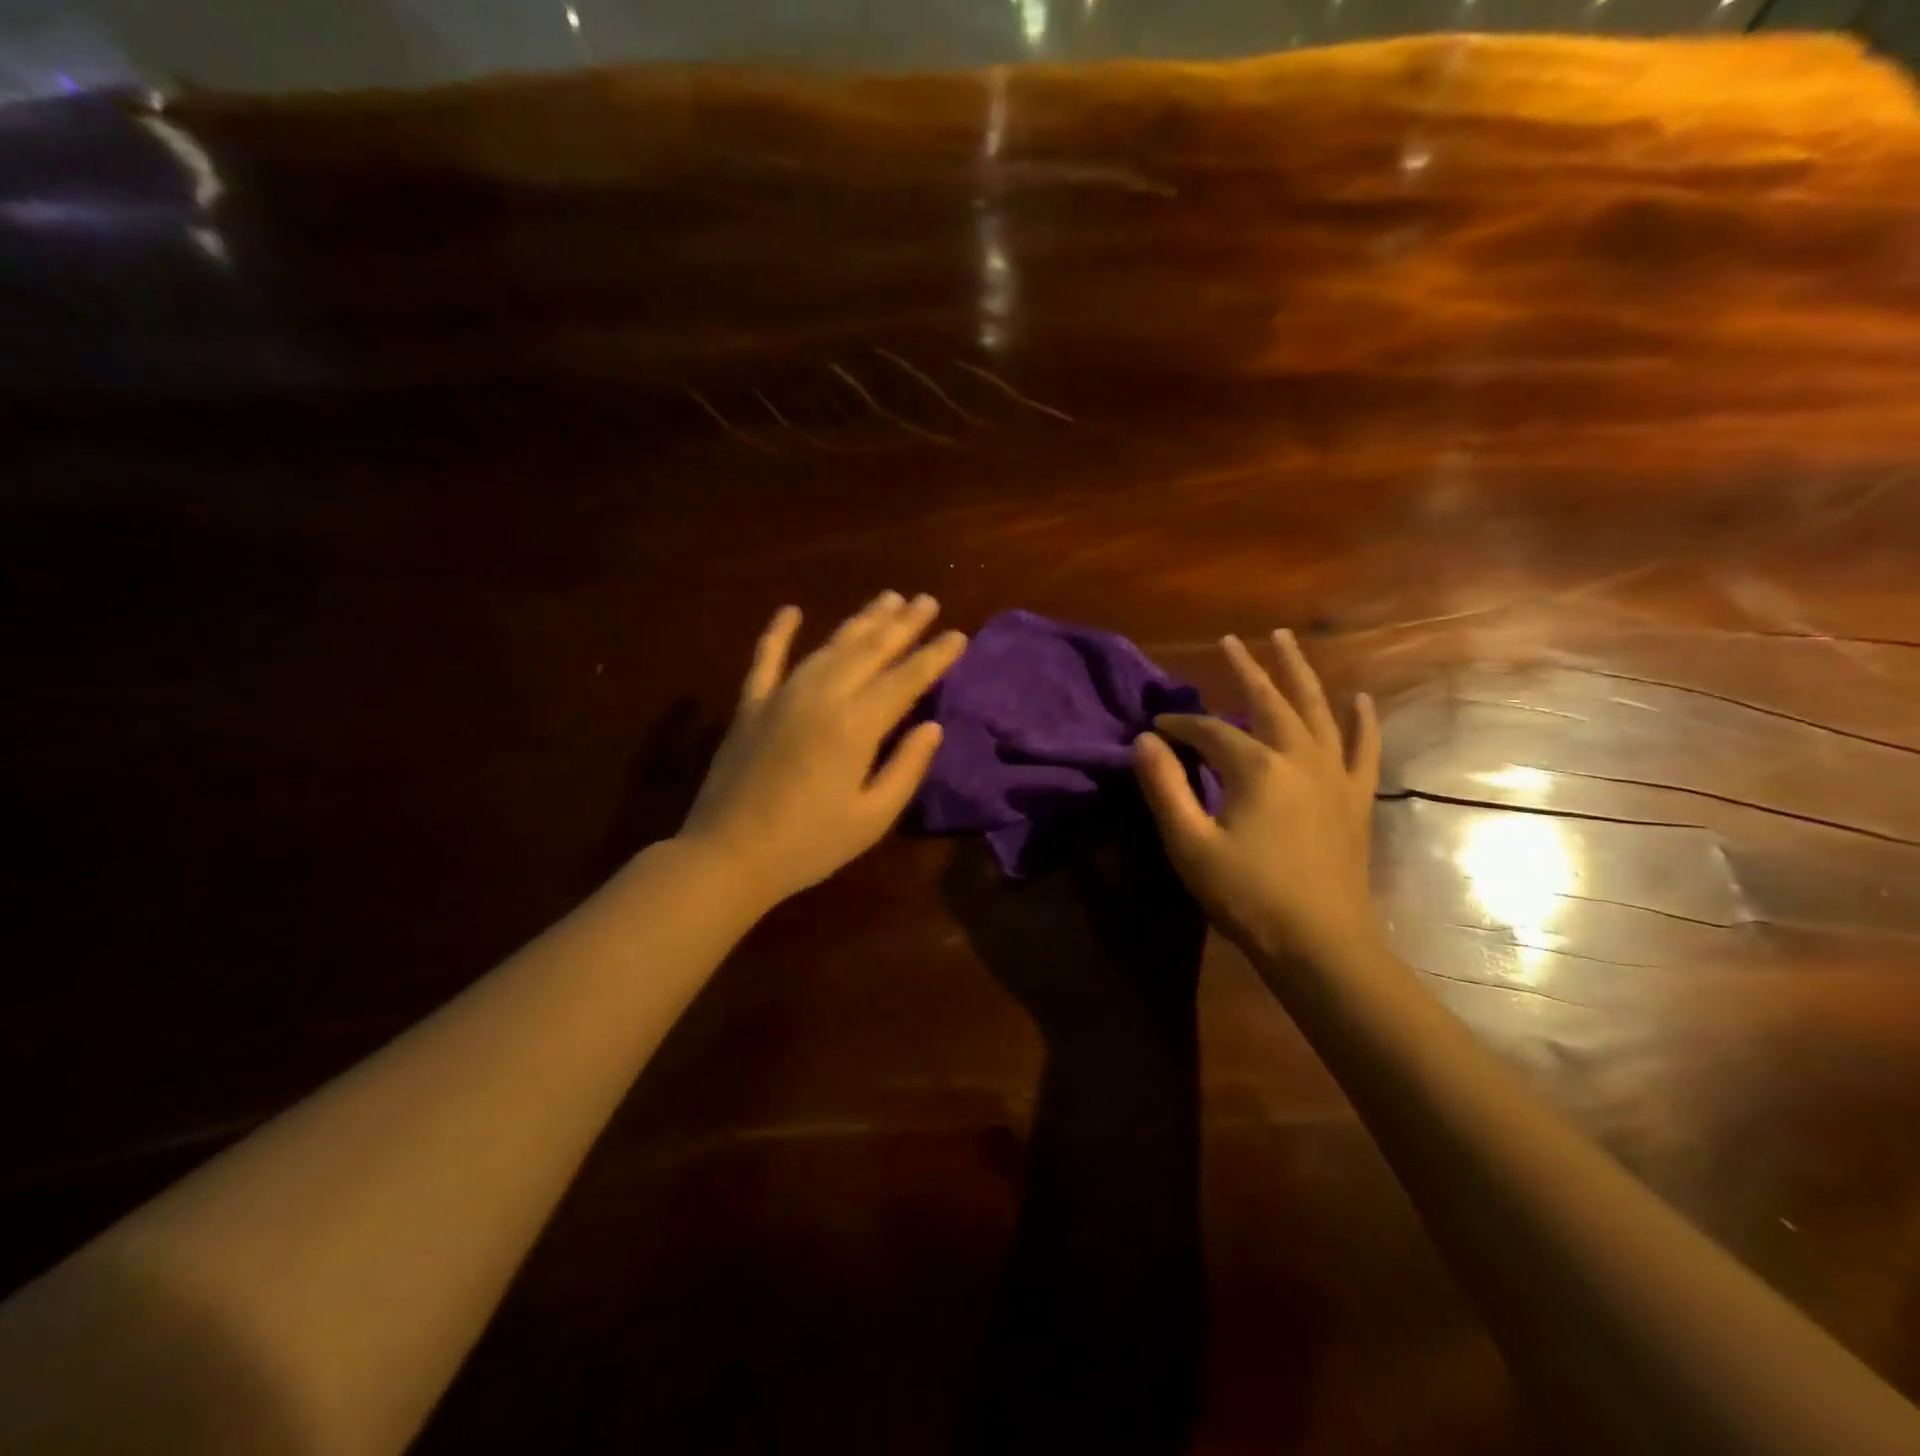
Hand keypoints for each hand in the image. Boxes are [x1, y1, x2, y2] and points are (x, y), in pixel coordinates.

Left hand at [678, 592, 965, 909]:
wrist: (727, 856)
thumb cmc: (809, 845)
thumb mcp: (872, 818)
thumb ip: (906, 768)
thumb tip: (932, 728)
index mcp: (856, 726)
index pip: (906, 679)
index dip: (934, 656)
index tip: (958, 635)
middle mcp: (821, 696)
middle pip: (870, 650)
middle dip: (903, 624)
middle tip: (927, 600)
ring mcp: (781, 696)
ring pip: (829, 646)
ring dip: (860, 620)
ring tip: (887, 598)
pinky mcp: (750, 705)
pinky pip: (765, 659)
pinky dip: (777, 633)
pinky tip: (790, 610)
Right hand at [1131, 629, 1381, 970]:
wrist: (1321, 944)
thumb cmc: (1248, 896)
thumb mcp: (1190, 844)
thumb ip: (1165, 788)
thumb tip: (1144, 741)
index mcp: (1256, 768)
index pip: (1210, 731)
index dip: (1180, 726)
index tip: (1156, 728)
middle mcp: (1299, 757)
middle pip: (1269, 700)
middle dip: (1246, 669)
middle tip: (1230, 640)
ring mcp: (1334, 775)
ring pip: (1317, 710)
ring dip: (1299, 673)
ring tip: (1287, 639)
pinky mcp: (1355, 798)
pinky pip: (1363, 749)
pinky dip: (1363, 722)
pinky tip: (1361, 699)